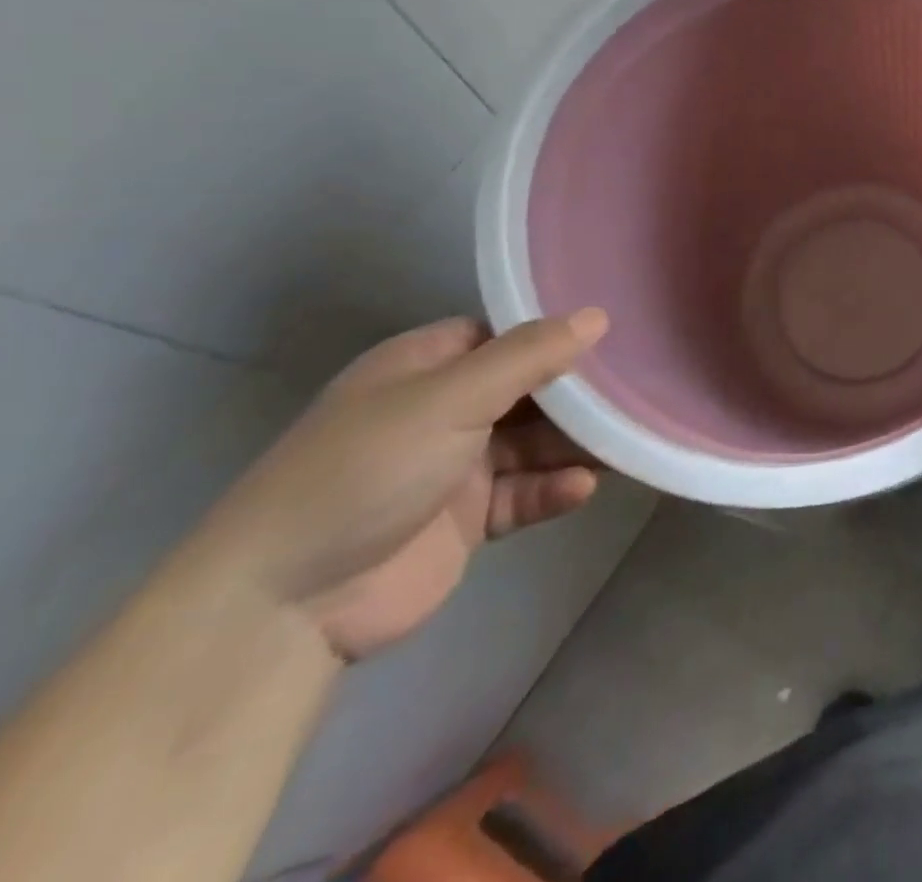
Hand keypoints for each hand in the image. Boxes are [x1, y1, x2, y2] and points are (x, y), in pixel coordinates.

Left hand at [198, 310, 608, 660]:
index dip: (554, 335)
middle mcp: (443, 410)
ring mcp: (456, 468)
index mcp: (425, 367)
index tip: (613, 336)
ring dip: (575, 445)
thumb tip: (597, 316)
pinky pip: (524, 494)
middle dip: (578, 394)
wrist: (285, 605)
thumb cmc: (368, 469)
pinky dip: (553, 489)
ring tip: (627, 442)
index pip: (505, 336)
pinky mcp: (468, 521)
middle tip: (636, 390)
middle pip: (529, 390)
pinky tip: (583, 488)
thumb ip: (529, 357)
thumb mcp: (450, 398)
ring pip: (534, 444)